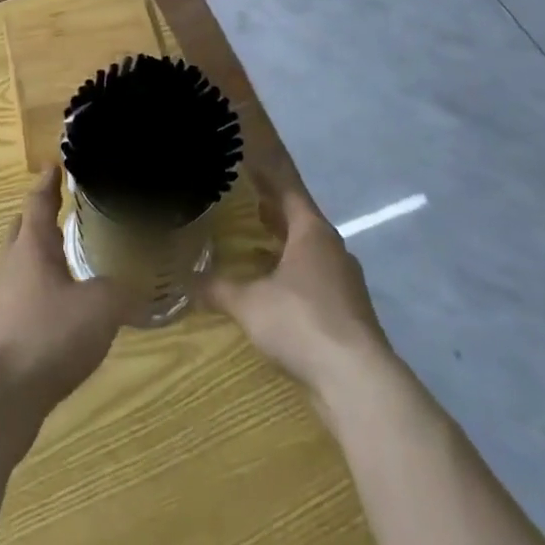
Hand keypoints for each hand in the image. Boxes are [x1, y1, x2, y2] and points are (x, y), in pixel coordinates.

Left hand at [0, 166, 132, 419]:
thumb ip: (123, 290)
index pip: (38, 200)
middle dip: (40, 218)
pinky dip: (38, 293)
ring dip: (40, 258)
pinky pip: (20, 298)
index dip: (48, 182)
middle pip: (22, 229)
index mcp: (31, 246)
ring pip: (20, 265)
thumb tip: (140, 282)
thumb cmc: (46, 337)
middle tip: (64, 211)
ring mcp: (0, 300)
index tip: (55, 165)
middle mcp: (10, 265)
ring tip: (68, 262)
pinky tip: (59, 312)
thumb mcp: (100, 308)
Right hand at [201, 162, 394, 405]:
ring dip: (286, 247)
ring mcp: (346, 282)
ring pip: (311, 253)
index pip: (288, 191)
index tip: (250, 163)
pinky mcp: (351, 312)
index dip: (268, 177)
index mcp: (312, 232)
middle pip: (301, 221)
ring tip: (257, 247)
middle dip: (275, 213)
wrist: (357, 380)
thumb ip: (219, 289)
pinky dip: (296, 277)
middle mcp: (333, 248)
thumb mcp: (249, 304)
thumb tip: (188, 280)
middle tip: (247, 204)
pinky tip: (277, 292)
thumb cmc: (302, 322)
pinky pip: (318, 281)